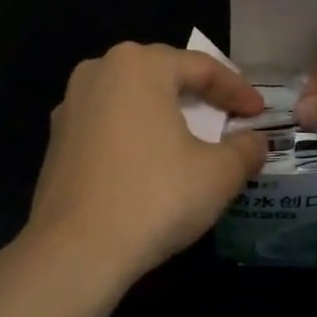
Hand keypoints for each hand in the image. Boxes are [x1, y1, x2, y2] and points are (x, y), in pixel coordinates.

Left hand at [24, 42, 268, 290]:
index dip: (237, 90)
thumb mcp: (218, 174)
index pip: (201, 67)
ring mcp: (70, 106)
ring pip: (132, 101)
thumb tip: (255, 142)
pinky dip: (135, 137)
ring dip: (165, 116)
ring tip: (192, 141)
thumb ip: (245, 149)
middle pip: (162, 76)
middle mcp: (98, 72)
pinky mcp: (56, 141)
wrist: (75, 250)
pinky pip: (108, 126)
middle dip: (200, 97)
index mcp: (138, 65)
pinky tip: (150, 165)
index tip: (259, 113)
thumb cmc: (155, 198)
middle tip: (229, 119)